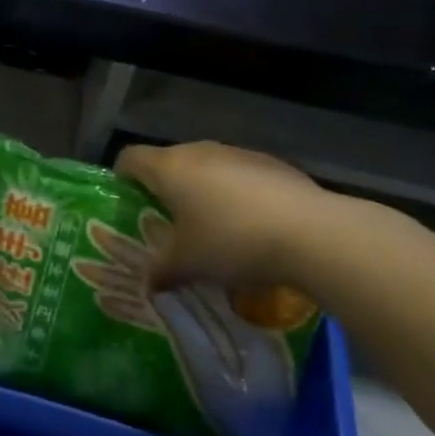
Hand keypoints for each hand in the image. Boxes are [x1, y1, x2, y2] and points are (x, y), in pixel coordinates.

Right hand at [114, 141, 342, 293]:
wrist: (311, 233)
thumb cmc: (231, 242)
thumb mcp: (188, 265)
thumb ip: (160, 271)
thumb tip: (146, 284)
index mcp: (169, 168)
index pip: (129, 158)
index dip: (122, 178)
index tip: (127, 204)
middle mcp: (198, 151)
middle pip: (168, 162)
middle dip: (164, 190)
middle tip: (168, 224)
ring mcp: (237, 153)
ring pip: (206, 167)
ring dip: (202, 191)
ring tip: (212, 228)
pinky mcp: (271, 163)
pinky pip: (239, 175)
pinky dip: (236, 194)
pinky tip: (251, 226)